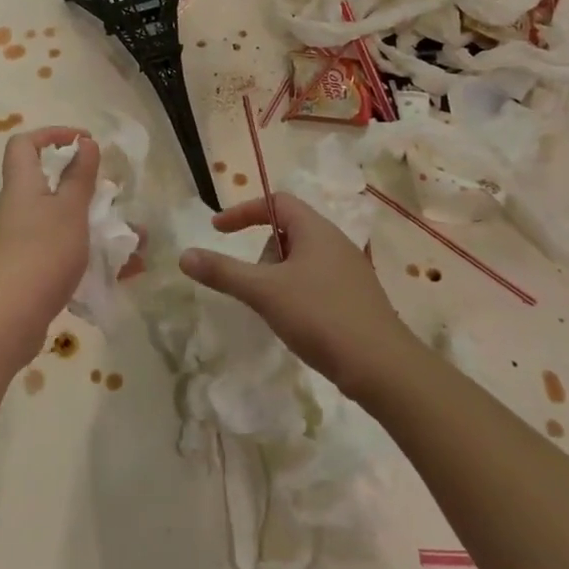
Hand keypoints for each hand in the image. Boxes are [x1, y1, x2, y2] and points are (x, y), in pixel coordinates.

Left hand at [0, 127, 97, 370]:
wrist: (7, 318)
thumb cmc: (42, 253)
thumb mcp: (70, 210)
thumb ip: (79, 176)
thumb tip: (84, 142)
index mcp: (22, 185)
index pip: (24, 144)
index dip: (52, 134)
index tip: (84, 141)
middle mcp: (15, 208)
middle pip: (45, 184)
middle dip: (83, 186)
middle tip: (112, 195)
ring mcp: (17, 241)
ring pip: (59, 221)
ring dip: (93, 225)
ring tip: (133, 240)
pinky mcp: (25, 270)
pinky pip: (60, 251)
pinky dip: (87, 254)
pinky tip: (121, 272)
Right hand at [179, 194, 412, 399]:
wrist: (382, 367)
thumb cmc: (320, 316)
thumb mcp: (263, 291)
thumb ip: (223, 272)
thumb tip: (185, 255)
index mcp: (316, 230)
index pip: (276, 201)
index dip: (243, 212)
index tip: (218, 231)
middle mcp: (336, 243)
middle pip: (288, 230)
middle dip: (262, 252)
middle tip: (251, 281)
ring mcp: (350, 272)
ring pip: (302, 259)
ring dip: (278, 275)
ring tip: (272, 306)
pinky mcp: (357, 299)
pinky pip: (317, 281)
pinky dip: (296, 292)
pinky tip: (296, 322)